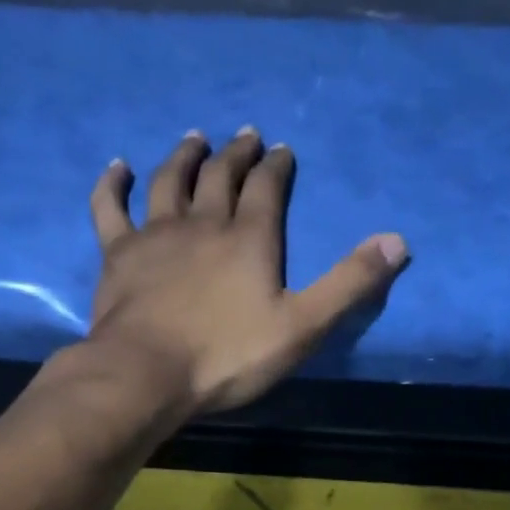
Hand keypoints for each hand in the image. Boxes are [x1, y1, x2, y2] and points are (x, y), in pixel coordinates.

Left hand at [86, 127, 409, 414]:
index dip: (277, 167)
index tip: (282, 150)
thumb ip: (348, 285)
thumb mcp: (302, 327)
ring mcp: (156, 235)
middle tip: (244, 135)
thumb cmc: (228, 356)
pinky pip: (111, 208)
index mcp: (250, 239)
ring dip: (184, 157)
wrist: (149, 373)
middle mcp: (203, 223)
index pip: (268, 189)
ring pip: (170, 182)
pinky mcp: (119, 255)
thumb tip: (398, 241)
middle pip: (221, 176)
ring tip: (194, 138)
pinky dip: (112, 185)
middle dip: (236, 154)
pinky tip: (116, 167)